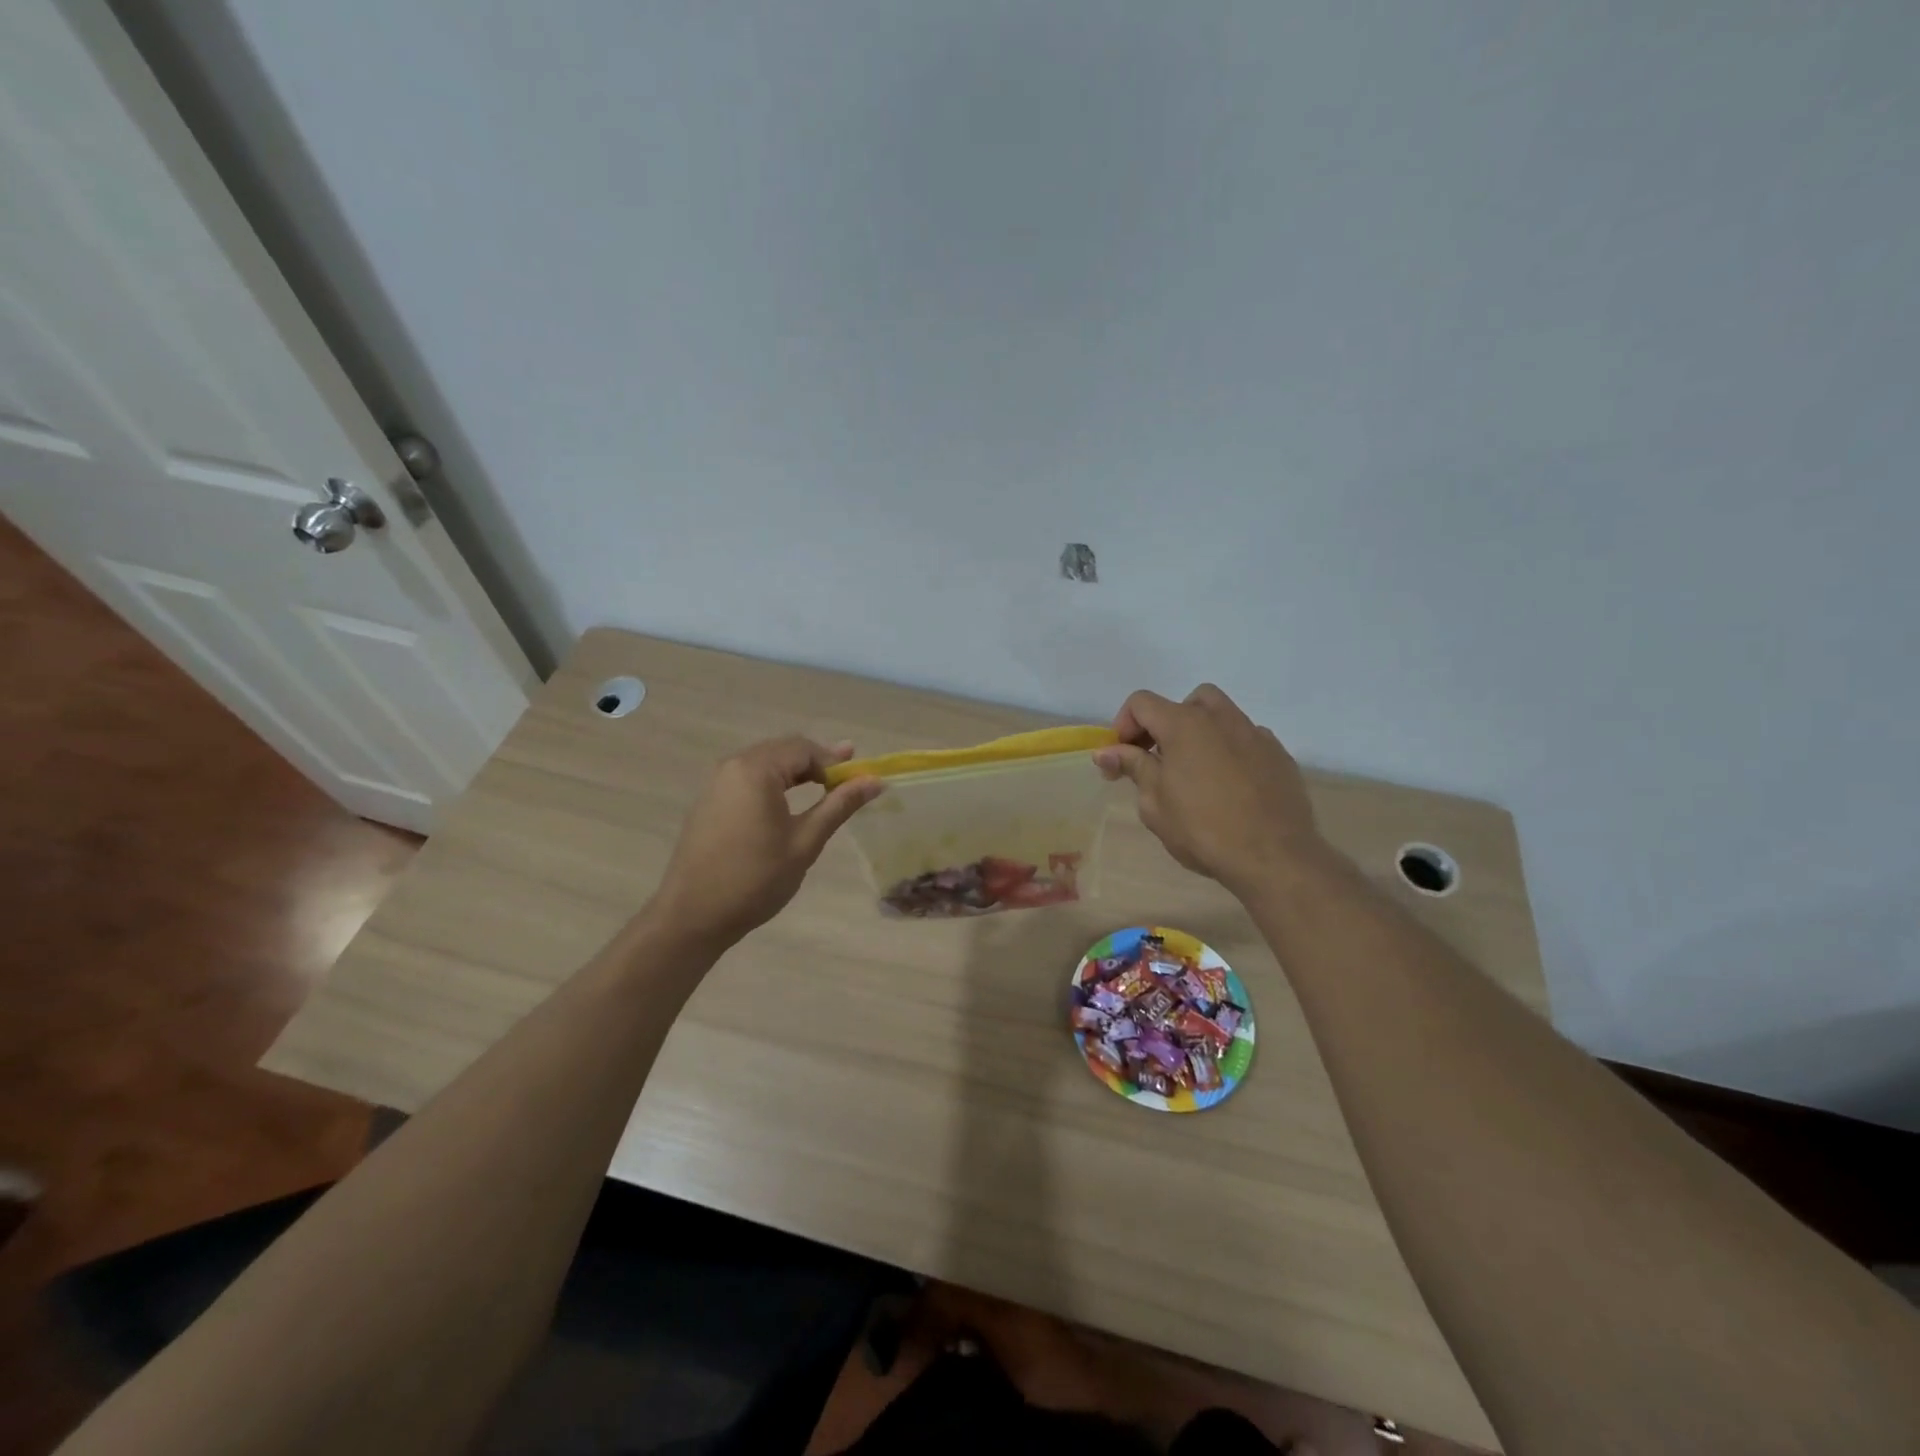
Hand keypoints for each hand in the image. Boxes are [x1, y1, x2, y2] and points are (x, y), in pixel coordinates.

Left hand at [650, 736, 882, 945]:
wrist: (692, 916)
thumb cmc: (755, 879)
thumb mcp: (804, 842)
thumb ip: (839, 805)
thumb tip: (874, 781)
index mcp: (755, 770)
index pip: (804, 749)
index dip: (834, 762)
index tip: (858, 781)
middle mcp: (732, 766)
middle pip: (783, 750)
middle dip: (816, 762)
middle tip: (847, 777)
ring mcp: (716, 784)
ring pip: (765, 763)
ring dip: (795, 772)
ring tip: (823, 786)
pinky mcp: (709, 802)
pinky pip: (748, 779)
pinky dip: (774, 784)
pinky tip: (787, 803)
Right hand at [1094, 685, 1328, 894]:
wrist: (1274, 857)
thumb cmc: (1203, 830)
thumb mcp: (1155, 803)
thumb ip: (1133, 767)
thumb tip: (1106, 751)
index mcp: (1184, 724)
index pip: (1142, 703)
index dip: (1123, 726)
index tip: (1120, 759)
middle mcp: (1221, 718)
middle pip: (1185, 702)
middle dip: (1165, 724)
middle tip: (1157, 760)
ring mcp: (1255, 734)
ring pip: (1220, 716)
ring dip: (1199, 734)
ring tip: (1194, 772)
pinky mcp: (1279, 755)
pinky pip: (1246, 740)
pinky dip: (1229, 751)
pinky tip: (1229, 786)